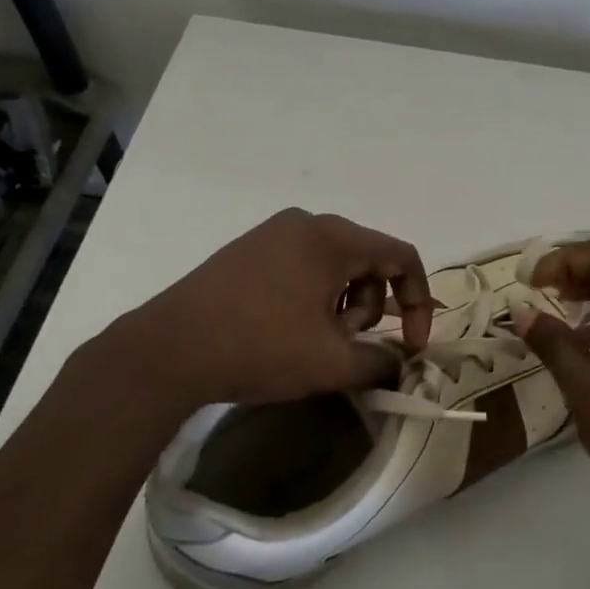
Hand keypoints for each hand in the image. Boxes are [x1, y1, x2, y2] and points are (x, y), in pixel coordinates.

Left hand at [109, 208, 432, 408]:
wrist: (169, 350)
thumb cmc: (261, 347)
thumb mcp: (332, 363)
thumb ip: (382, 363)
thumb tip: (400, 365)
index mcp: (333, 238)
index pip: (402, 256)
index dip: (419, 303)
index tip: (413, 346)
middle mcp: (306, 224)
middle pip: (368, 261)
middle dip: (371, 309)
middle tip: (347, 346)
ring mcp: (271, 234)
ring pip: (334, 267)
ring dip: (341, 307)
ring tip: (314, 343)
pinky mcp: (247, 251)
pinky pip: (302, 268)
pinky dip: (313, 299)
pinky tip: (288, 331)